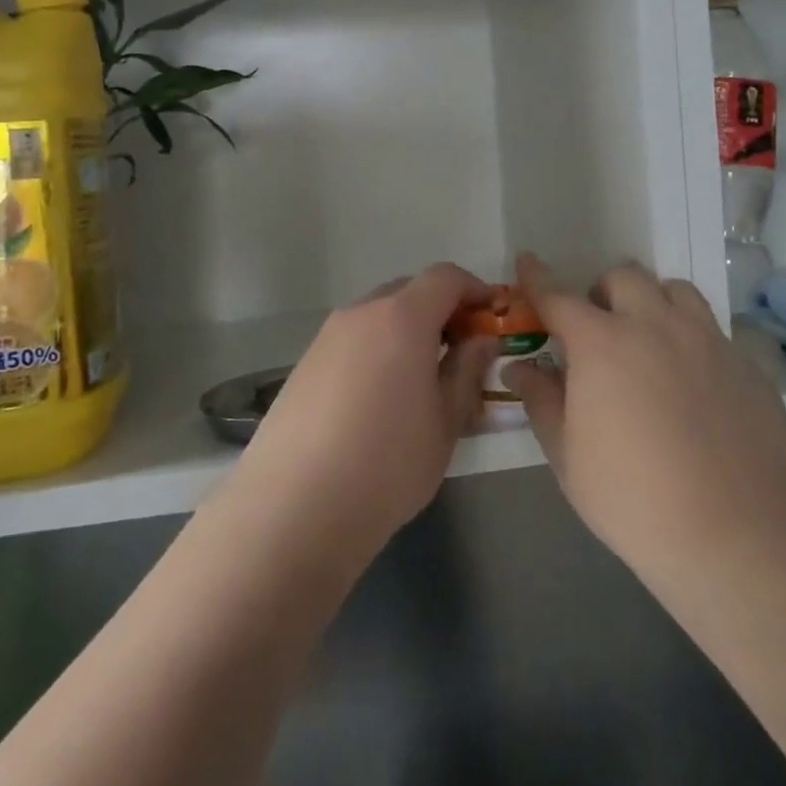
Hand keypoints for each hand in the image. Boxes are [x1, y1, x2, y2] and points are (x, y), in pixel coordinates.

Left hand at [232, 263, 495, 555]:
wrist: (294, 508)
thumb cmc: (387, 464)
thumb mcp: (445, 421)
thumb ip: (467, 370)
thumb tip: (480, 339)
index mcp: (401, 318)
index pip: (445, 277)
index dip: (474, 290)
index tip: (492, 318)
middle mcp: (361, 313)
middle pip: (409, 291)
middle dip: (441, 312)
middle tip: (461, 354)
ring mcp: (327, 337)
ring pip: (379, 316)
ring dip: (407, 332)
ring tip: (422, 383)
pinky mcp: (305, 363)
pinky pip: (353, 341)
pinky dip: (377, 351)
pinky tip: (380, 401)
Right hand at [505, 253, 785, 591]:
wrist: (740, 537)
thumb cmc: (634, 499)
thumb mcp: (568, 456)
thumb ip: (541, 401)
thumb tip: (520, 368)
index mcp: (602, 343)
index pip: (558, 296)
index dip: (537, 277)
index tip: (527, 261)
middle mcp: (655, 326)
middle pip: (624, 277)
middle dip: (602, 292)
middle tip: (598, 330)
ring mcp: (708, 341)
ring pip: (676, 291)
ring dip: (653, 303)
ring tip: (649, 341)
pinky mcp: (748, 365)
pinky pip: (714, 331)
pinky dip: (693, 341)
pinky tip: (694, 385)